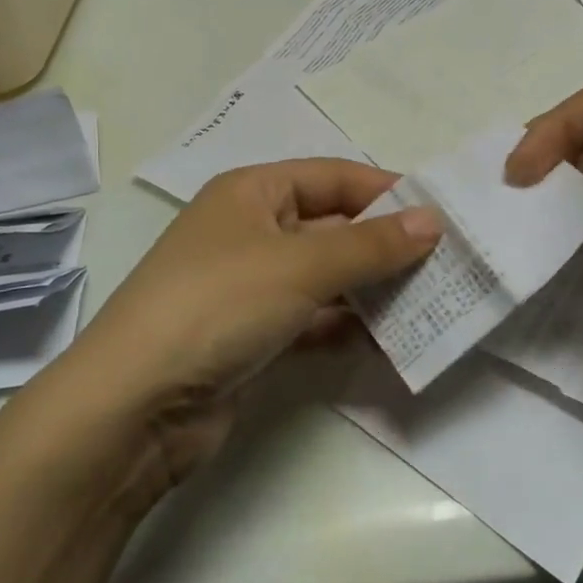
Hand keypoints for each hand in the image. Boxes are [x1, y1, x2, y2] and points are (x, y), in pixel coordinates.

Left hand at [63, 159, 440, 487]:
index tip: (440, 213)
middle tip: (447, 261)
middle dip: (386, 243)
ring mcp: (251, 286)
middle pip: (332, 226)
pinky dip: (348, 324)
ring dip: (373, 287)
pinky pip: (314, 319)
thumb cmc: (219, 304)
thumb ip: (371, 244)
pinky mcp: (254, 336)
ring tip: (433, 299)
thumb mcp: (301, 264)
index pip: (333, 176)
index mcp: (252, 191)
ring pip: (326, 276)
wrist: (135, 406)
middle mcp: (251, 230)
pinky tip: (391, 338)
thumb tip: (434, 221)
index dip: (386, 191)